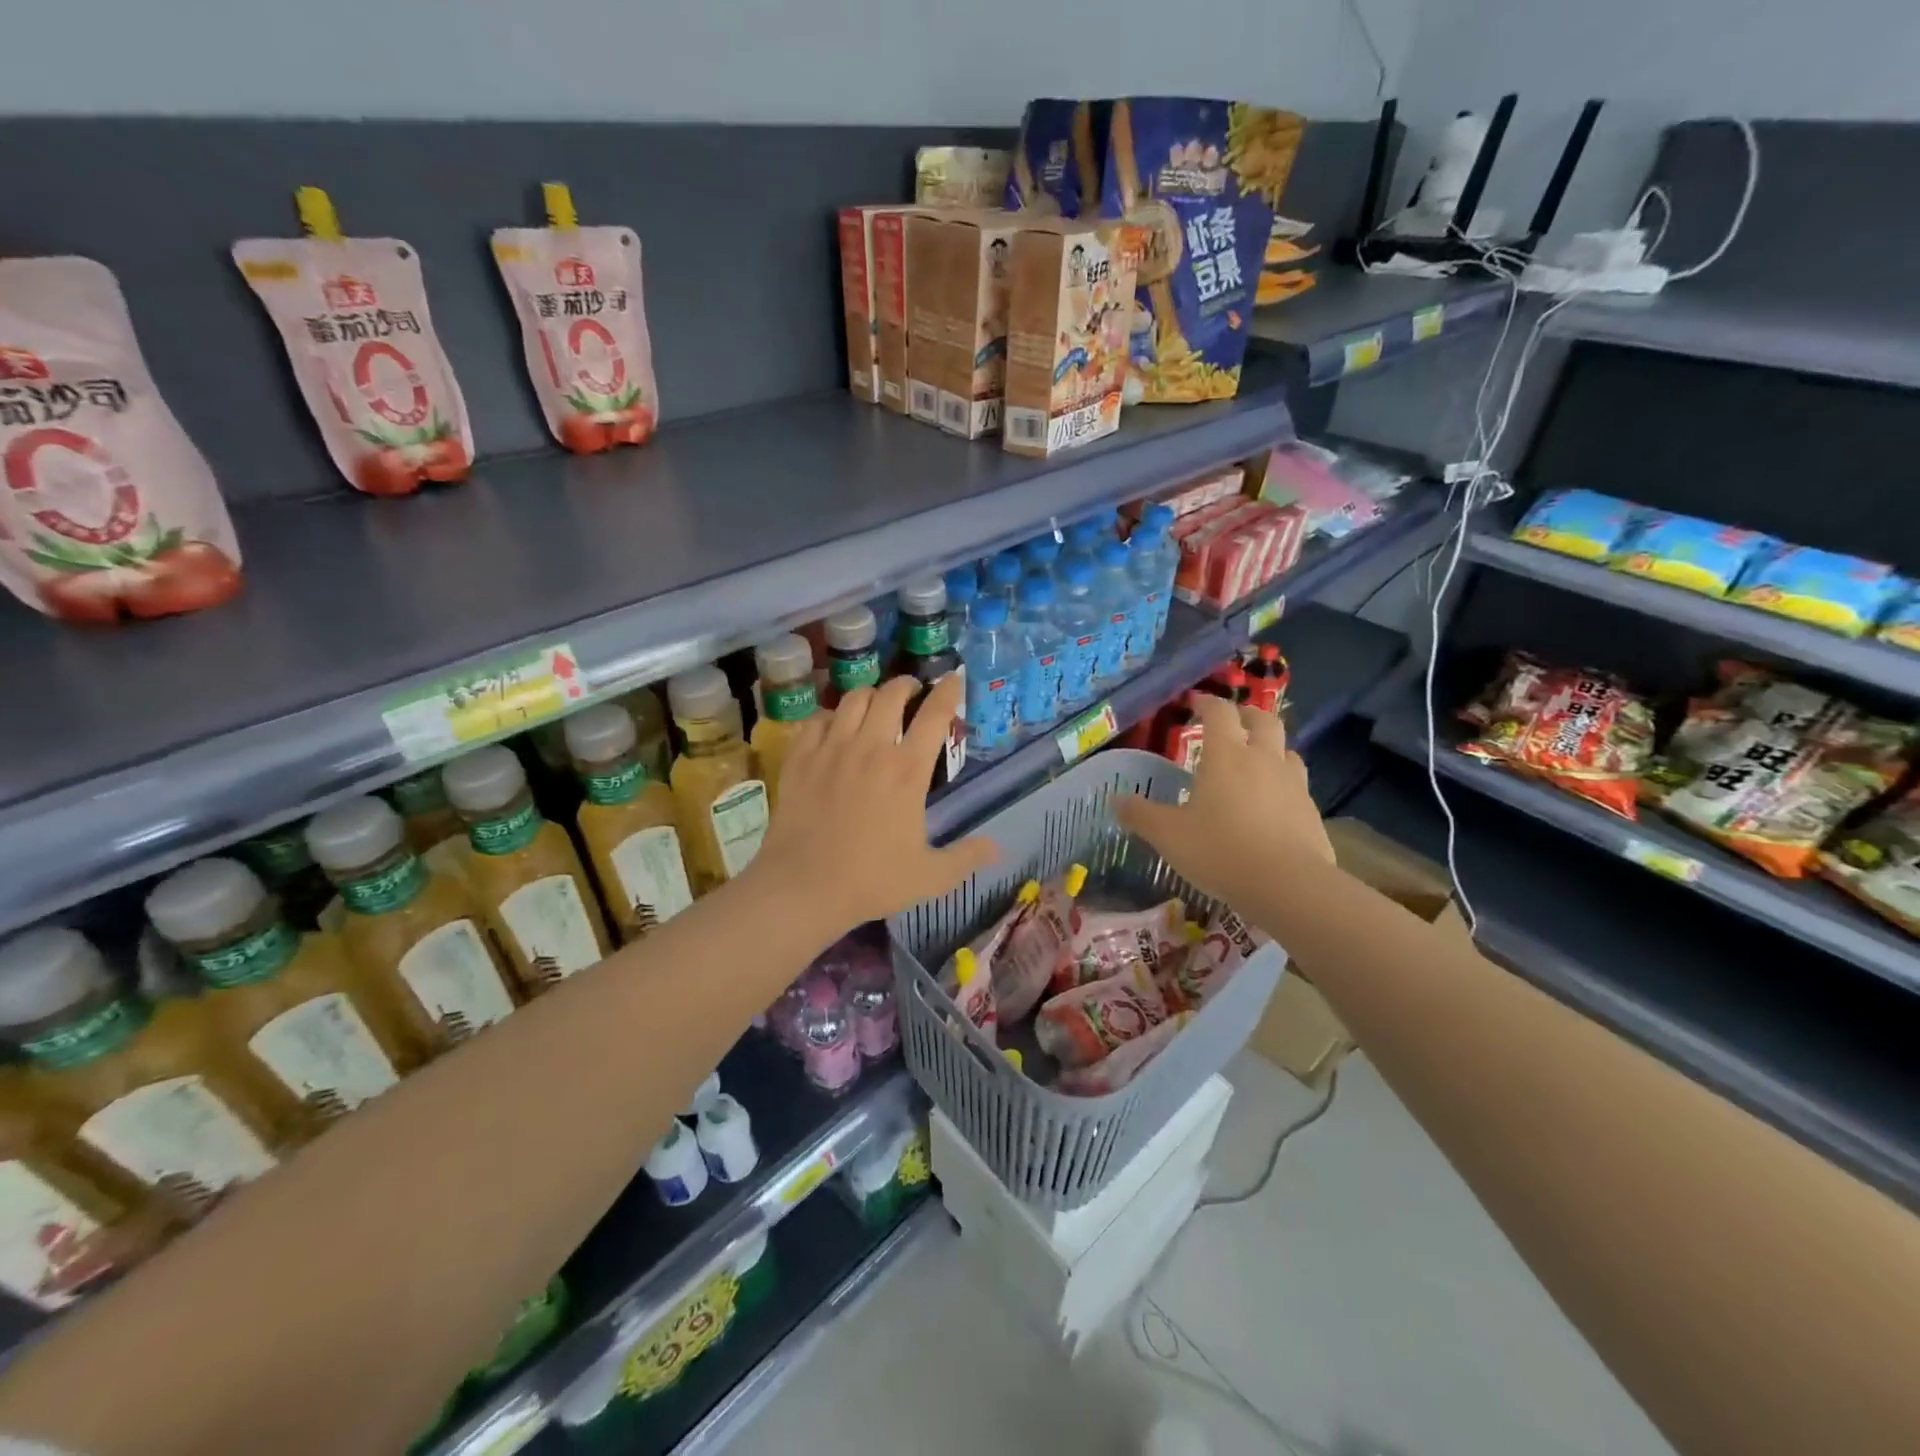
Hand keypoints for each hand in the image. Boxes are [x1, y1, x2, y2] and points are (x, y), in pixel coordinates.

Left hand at [751, 673, 996, 930]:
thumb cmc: (871, 880)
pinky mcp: (800, 757)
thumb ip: (967, 857)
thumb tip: (998, 848)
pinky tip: (835, 727)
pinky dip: (831, 716)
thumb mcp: (931, 876)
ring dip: (870, 695)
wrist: (803, 887)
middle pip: (891, 694)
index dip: (948, 691)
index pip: (934, 714)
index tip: (954, 680)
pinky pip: (817, 718)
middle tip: (912, 692)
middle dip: (907, 685)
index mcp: (907, 771)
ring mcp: (831, 748)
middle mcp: (871, 748)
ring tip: (875, 704)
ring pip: (853, 698)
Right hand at [1116, 697, 1330, 905]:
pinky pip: (1297, 785)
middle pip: (1264, 720)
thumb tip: (1116, 800)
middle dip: (1246, 715)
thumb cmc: (1220, 851)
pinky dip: (1283, 784)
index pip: (1219, 712)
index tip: (1195, 702)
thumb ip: (1141, 815)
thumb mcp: (1168, 835)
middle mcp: (1263, 759)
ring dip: (1270, 747)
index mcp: (1226, 755)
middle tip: (1232, 722)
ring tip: (1255, 761)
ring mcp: (1293, 784)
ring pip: (1286, 750)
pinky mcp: (1311, 811)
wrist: (1288, 886)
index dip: (1206, 702)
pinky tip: (1272, 804)